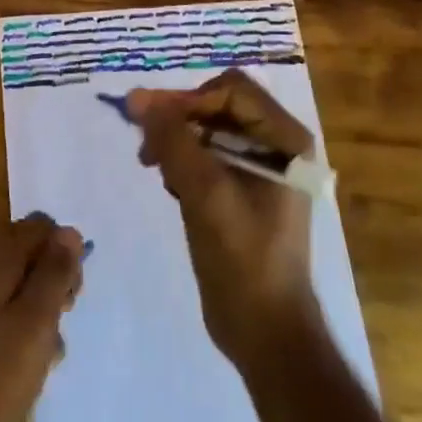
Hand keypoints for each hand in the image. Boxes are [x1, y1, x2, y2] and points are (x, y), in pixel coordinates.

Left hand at [0, 213, 84, 421]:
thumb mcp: (36, 321)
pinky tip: (30, 365)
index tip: (72, 293)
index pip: (41, 226)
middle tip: (61, 320)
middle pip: (29, 253)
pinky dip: (21, 329)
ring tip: (47, 352)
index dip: (64, 252)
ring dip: (40, 310)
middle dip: (53, 281)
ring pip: (19, 285)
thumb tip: (69, 231)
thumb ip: (55, 272)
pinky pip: (3, 311)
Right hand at [131, 69, 322, 368]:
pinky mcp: (243, 190)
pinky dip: (185, 161)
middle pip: (218, 105)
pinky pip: (208, 155)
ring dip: (177, 140)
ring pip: (208, 129)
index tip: (151, 125)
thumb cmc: (243, 259)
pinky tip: (171, 185)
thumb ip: (172, 140)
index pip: (229, 90)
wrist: (265, 331)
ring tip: (154, 166)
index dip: (188, 99)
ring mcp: (261, 168)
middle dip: (179, 119)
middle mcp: (277, 145)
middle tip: (146, 147)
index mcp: (284, 139)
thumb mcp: (205, 193)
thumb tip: (137, 97)